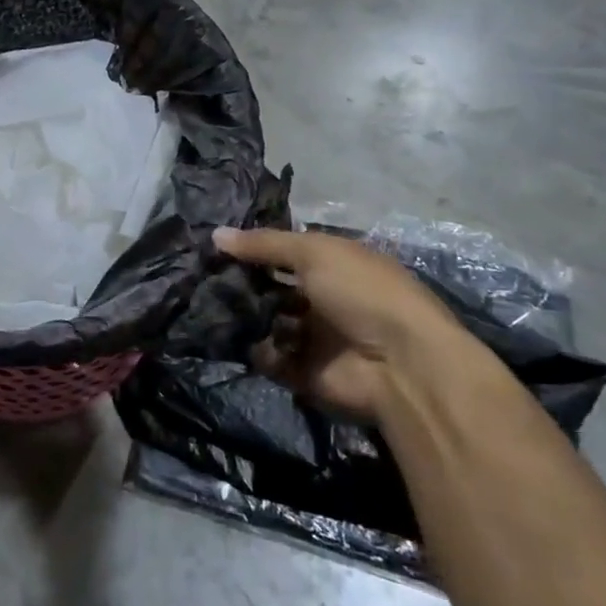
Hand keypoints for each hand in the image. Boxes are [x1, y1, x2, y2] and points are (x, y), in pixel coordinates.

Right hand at [212, 226, 487, 418]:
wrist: (400, 366)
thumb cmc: (362, 293)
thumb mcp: (314, 253)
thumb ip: (264, 244)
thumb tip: (215, 234)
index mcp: (334, 266)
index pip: (285, 253)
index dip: (254, 249)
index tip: (215, 246)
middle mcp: (323, 299)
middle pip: (272, 288)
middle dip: (242, 284)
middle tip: (205, 278)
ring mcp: (314, 337)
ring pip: (266, 321)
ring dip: (244, 316)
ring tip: (212, 306)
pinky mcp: (303, 371)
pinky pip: (268, 357)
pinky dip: (254, 349)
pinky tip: (235, 336)